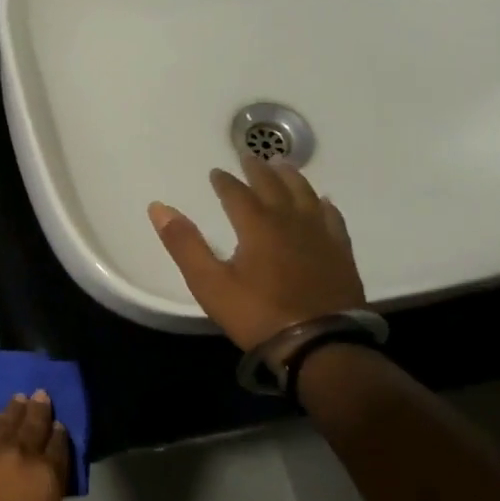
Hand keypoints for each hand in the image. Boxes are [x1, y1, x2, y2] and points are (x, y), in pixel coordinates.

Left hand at [0, 393, 70, 500]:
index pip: (59, 446)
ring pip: (3, 421)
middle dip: (39, 409)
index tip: (59, 425)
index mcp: (46, 477)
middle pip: (32, 424)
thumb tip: (41, 489)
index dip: (60, 434)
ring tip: (18, 400)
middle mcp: (18, 454)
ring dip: (13, 410)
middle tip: (41, 394)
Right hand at [148, 155, 366, 350]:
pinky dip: (323, 205)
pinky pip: (332, 218)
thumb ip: (184, 244)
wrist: (318, 345)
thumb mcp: (209, 283)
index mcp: (257, 225)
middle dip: (259, 169)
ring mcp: (320, 236)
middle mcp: (290, 221)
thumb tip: (159, 207)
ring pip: (306, 195)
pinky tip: (323, 202)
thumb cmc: (257, 314)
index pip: (237, 193)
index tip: (216, 172)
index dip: (225, 181)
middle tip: (251, 155)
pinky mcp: (340, 254)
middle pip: (274, 186)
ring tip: (284, 166)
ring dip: (292, 178)